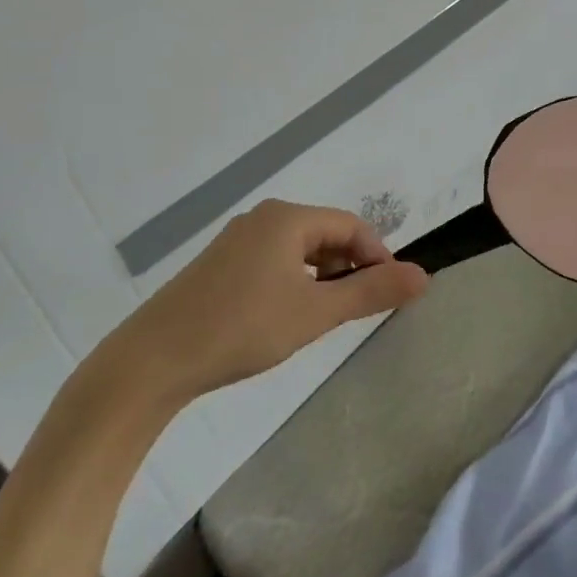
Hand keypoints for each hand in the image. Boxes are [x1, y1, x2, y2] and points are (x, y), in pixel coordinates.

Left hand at [105, 199, 428, 405]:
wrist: (153, 359)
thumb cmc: (242, 328)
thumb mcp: (315, 312)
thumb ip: (370, 291)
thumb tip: (424, 275)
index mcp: (287, 217)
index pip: (351, 225)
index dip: (377, 256)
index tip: (390, 294)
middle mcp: (263, 218)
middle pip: (324, 234)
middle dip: (349, 267)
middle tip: (358, 311)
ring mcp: (237, 240)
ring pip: (298, 250)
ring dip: (322, 277)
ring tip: (325, 318)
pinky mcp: (220, 265)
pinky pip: (273, 261)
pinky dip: (294, 282)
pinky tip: (287, 316)